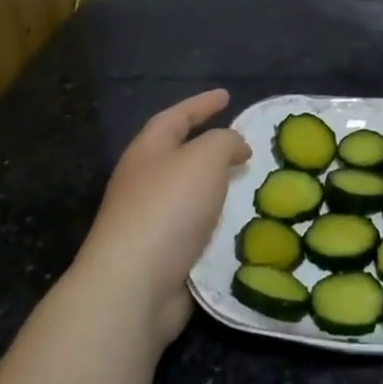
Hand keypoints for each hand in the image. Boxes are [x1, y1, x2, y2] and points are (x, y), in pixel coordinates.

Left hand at [71, 88, 250, 350]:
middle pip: (177, 155)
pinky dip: (217, 225)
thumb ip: (224, 142)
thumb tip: (236, 146)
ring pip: (188, 196)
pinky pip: (195, 231)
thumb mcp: (204, 158)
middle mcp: (143, 183)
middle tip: (241, 143)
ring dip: (215, 189)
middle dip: (207, 147)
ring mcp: (148, 223)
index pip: (175, 117)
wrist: (133, 287)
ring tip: (249, 186)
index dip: (201, 104)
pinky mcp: (160, 258)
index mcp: (147, 152)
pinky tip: (240, 227)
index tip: (226, 96)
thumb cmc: (168, 209)